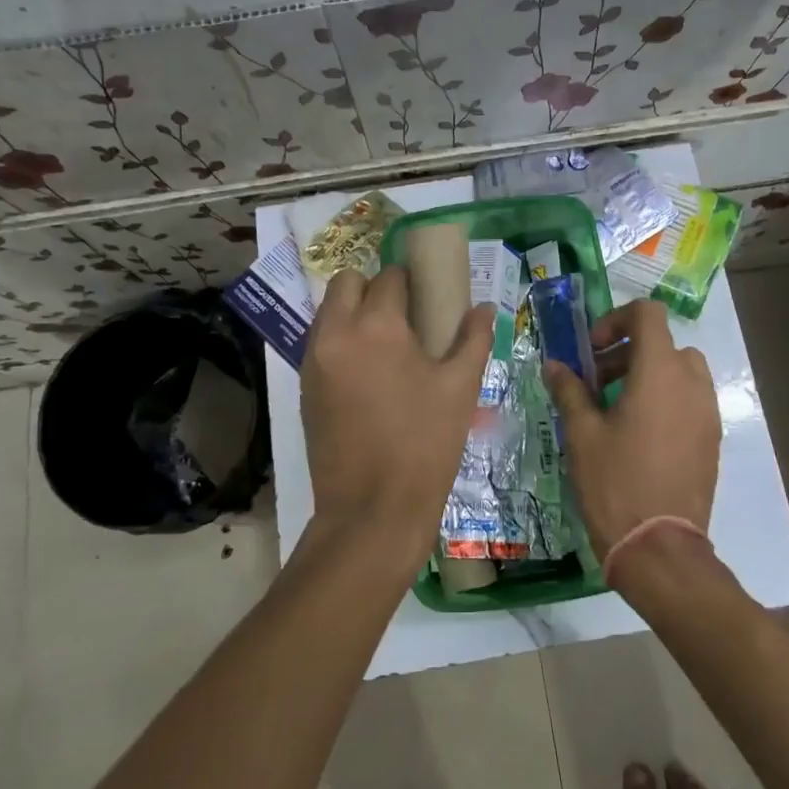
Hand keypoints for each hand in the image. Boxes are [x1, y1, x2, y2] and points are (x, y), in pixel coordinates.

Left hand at [300, 266, 494, 568]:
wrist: (372, 510)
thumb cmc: (424, 444)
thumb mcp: (460, 388)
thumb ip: (473, 339)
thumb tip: (483, 308)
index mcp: (377, 326)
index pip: (391, 278)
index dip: (413, 281)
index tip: (429, 297)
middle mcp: (336, 333)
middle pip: (347, 282)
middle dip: (374, 287)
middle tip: (404, 316)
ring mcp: (314, 360)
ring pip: (328, 311)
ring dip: (353, 312)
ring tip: (386, 345)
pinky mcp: (304, 386)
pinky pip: (320, 342)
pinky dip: (341, 340)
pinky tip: (368, 372)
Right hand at [545, 299, 720, 564]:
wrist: (660, 549)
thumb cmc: (615, 483)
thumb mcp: (582, 434)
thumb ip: (570, 390)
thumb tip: (555, 365)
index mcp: (660, 373)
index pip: (648, 314)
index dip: (617, 320)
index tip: (592, 350)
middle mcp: (692, 384)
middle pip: (663, 343)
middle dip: (627, 352)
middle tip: (596, 382)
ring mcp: (707, 413)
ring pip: (681, 371)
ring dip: (648, 374)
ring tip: (616, 408)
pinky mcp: (712, 439)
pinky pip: (691, 400)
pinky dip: (666, 399)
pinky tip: (639, 434)